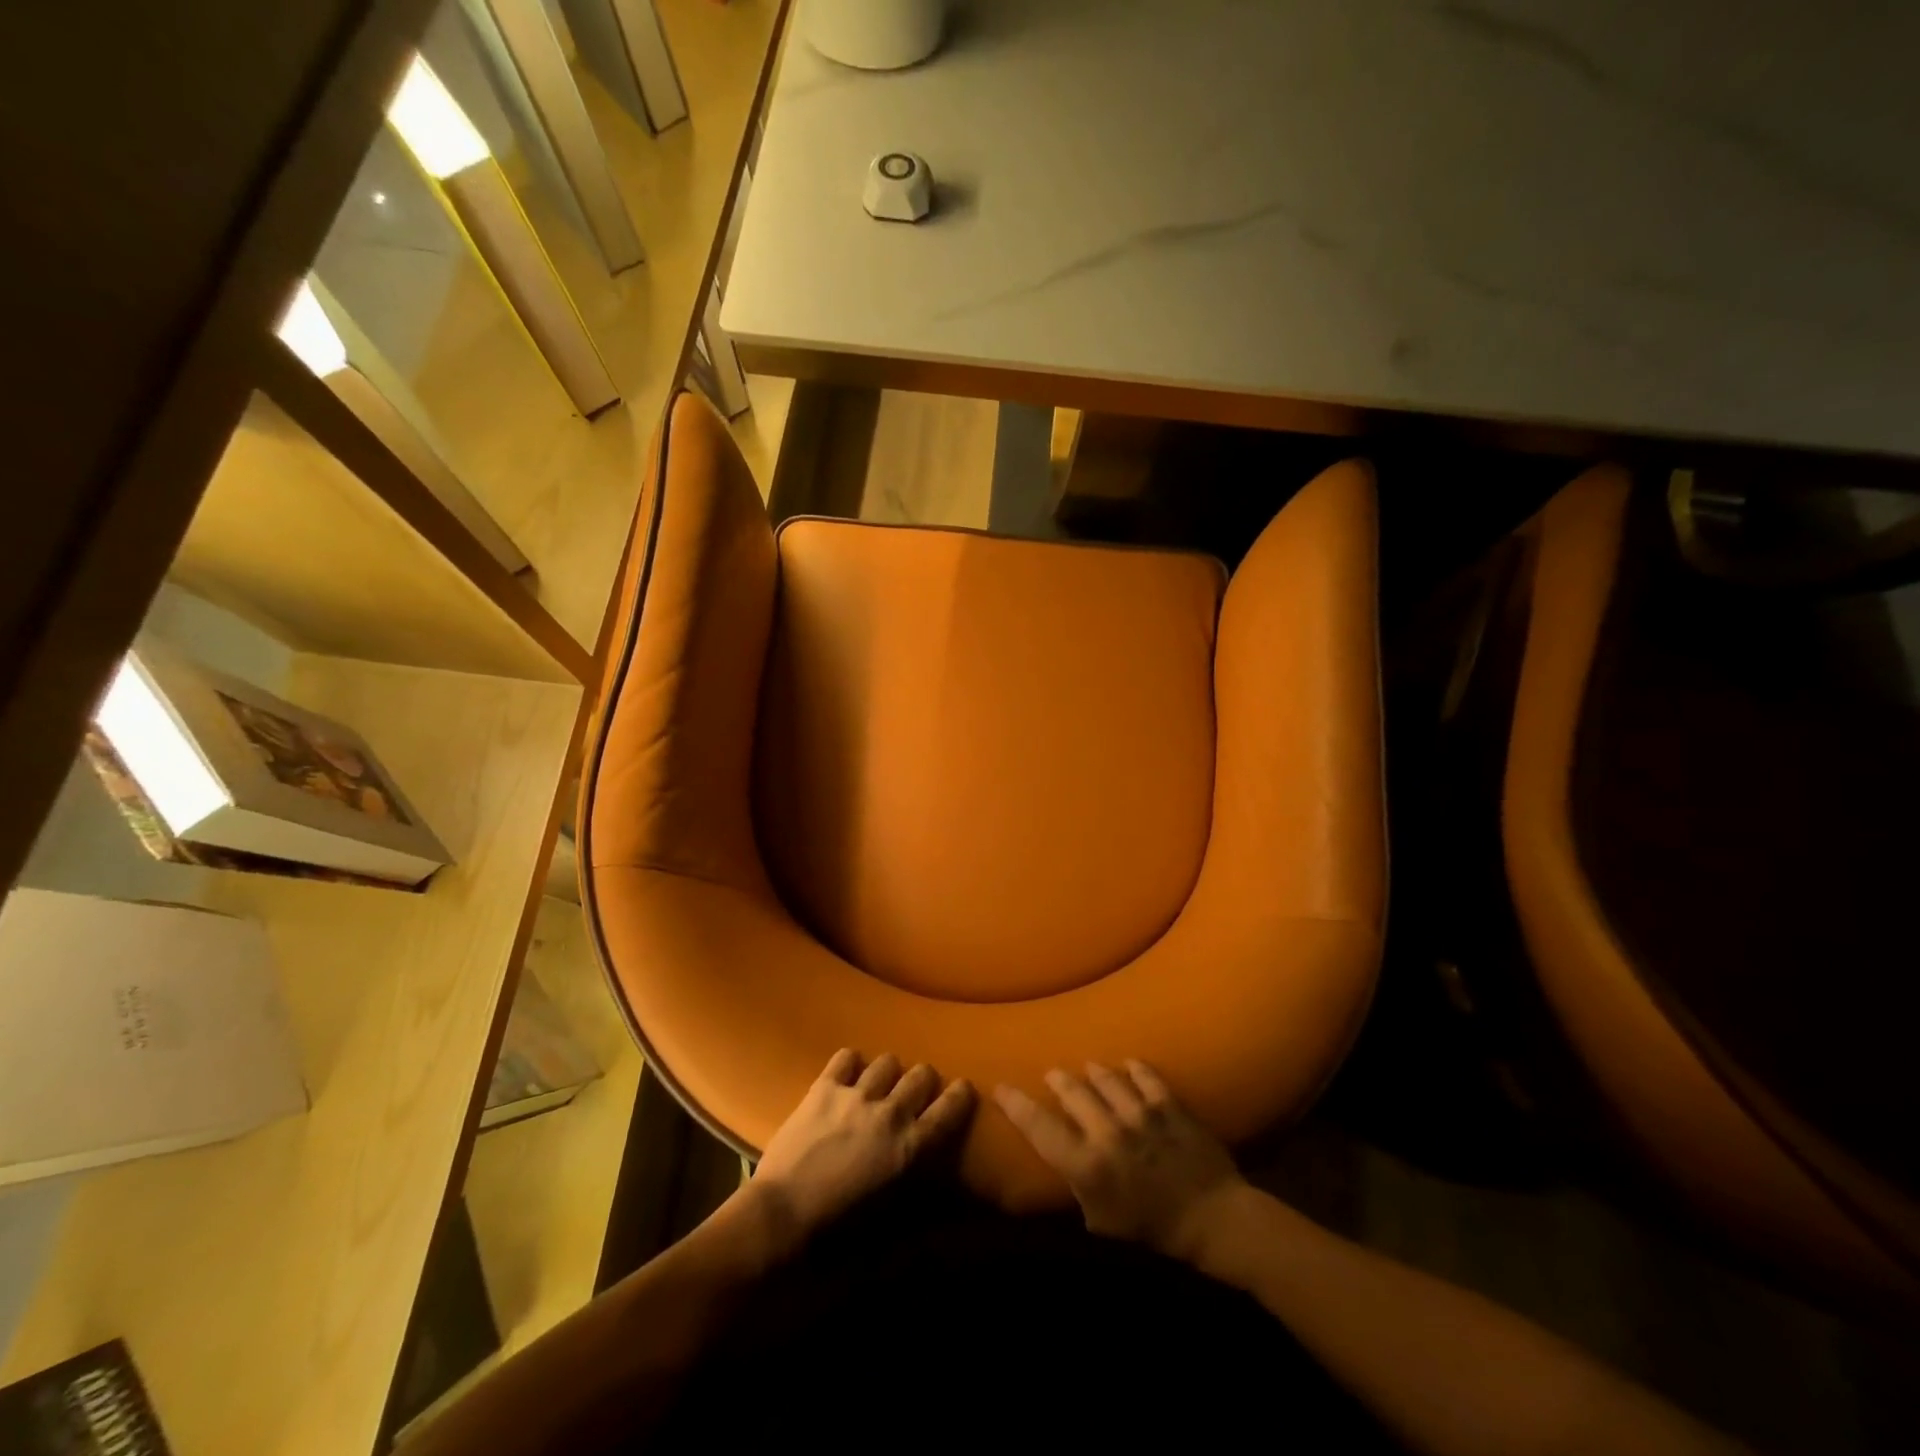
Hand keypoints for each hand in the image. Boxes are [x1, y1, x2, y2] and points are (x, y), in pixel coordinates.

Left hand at [751, 1049, 973, 1250]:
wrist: (779, 1220)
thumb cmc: (837, 1238)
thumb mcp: (890, 1232)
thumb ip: (919, 1219)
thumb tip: (941, 1219)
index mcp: (911, 1148)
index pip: (950, 1109)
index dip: (961, 1095)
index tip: (963, 1088)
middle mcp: (890, 1113)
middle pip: (921, 1075)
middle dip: (923, 1081)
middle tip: (914, 1094)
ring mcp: (856, 1096)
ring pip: (887, 1062)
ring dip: (888, 1073)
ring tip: (879, 1085)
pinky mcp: (823, 1088)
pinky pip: (846, 1057)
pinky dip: (850, 1064)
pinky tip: (846, 1076)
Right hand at [995, 1061, 1245, 1260]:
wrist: (1213, 1221)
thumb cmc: (1152, 1235)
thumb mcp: (1102, 1225)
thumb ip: (1079, 1190)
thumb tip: (1064, 1165)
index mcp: (1086, 1165)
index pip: (1039, 1127)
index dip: (1016, 1104)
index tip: (1001, 1087)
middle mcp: (1107, 1132)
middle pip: (1073, 1092)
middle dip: (1058, 1081)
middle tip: (1052, 1075)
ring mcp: (1140, 1114)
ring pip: (1107, 1078)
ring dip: (1094, 1072)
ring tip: (1088, 1069)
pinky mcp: (1169, 1105)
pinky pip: (1146, 1077)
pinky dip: (1135, 1069)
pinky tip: (1129, 1066)